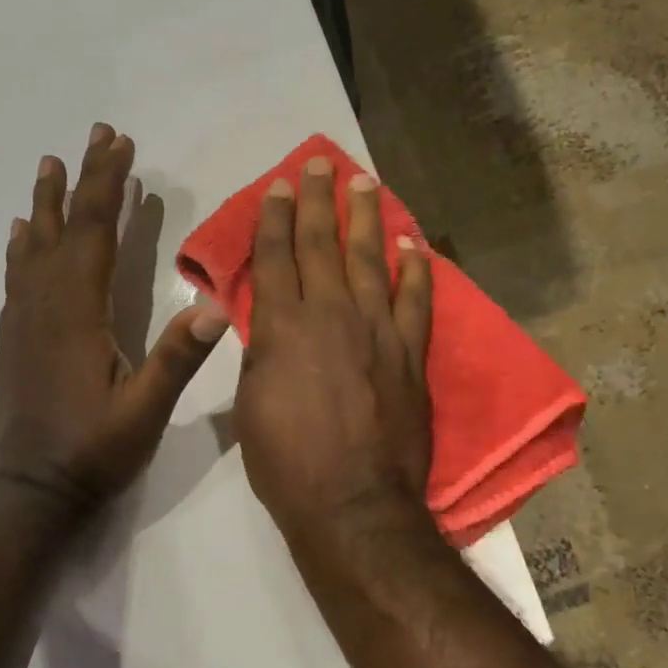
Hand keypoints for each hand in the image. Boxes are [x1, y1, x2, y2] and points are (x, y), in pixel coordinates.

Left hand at [0, 123, 228, 511]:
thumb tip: (216, 306)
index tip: (121, 145)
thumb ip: (177, 358)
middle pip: (64, 228)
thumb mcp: (145, 410)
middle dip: (82, 179)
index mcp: (78, 313)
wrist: (30, 493)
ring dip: (46, 203)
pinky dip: (22, 246)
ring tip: (50, 166)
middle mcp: (45, 305)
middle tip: (95, 135)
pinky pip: (17, 277)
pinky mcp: (13, 339)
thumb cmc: (93, 451)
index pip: (95, 233)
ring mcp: (23, 321)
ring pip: (33, 247)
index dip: (108, 185)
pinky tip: (22, 235)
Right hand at [234, 155, 432, 540]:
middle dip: (317, 200)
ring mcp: (377, 330)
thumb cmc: (287, 462)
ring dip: (366, 218)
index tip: (278, 188)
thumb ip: (261, 352)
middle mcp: (331, 315)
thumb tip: (266, 322)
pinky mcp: (411, 352)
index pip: (276, 258)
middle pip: (322, 244)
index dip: (275, 219)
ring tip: (364, 182)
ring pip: (369, 260)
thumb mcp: (251, 404)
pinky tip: (414, 243)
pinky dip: (417, 269)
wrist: (353, 503)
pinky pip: (416, 300)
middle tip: (317, 164)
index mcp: (283, 327)